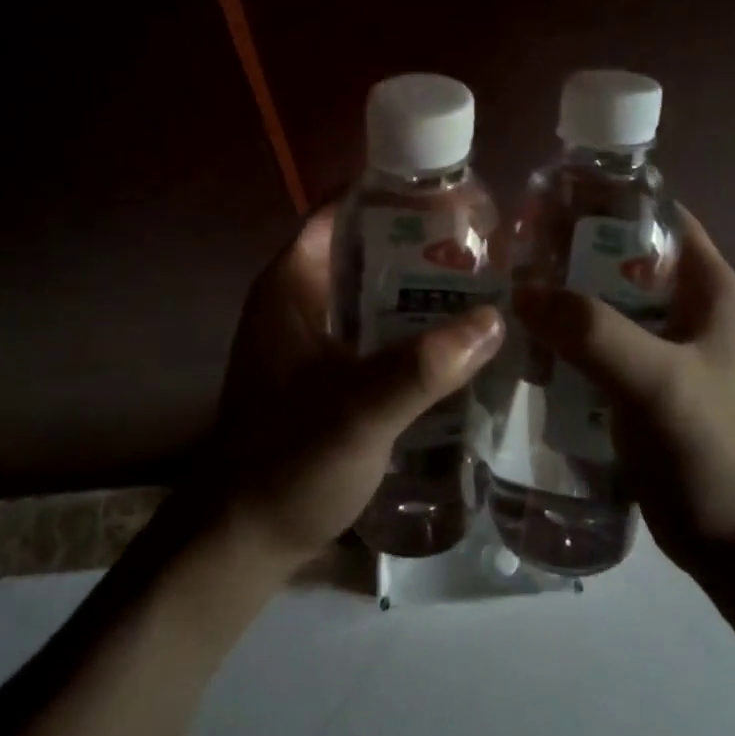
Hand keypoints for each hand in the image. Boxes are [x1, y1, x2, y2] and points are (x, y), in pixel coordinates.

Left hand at [207, 202, 503, 569]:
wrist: (241, 541)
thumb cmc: (288, 461)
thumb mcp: (360, 410)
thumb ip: (425, 365)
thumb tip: (494, 319)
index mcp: (290, 284)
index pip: (339, 212)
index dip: (389, 194)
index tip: (448, 194)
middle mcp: (294, 299)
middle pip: (360, 249)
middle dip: (415, 243)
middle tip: (479, 244)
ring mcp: (304, 337)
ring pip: (366, 292)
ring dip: (413, 288)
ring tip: (476, 285)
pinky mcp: (317, 372)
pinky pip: (366, 330)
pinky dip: (402, 326)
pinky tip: (448, 340)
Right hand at [513, 205, 734, 574]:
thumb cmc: (716, 450)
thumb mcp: (655, 380)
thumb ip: (591, 331)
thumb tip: (521, 292)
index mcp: (706, 287)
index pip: (655, 215)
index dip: (604, 199)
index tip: (545, 200)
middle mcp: (685, 308)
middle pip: (619, 258)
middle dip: (568, 252)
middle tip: (509, 250)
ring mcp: (663, 350)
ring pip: (602, 305)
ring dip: (561, 299)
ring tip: (504, 291)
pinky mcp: (641, 388)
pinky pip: (595, 348)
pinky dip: (563, 341)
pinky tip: (522, 344)